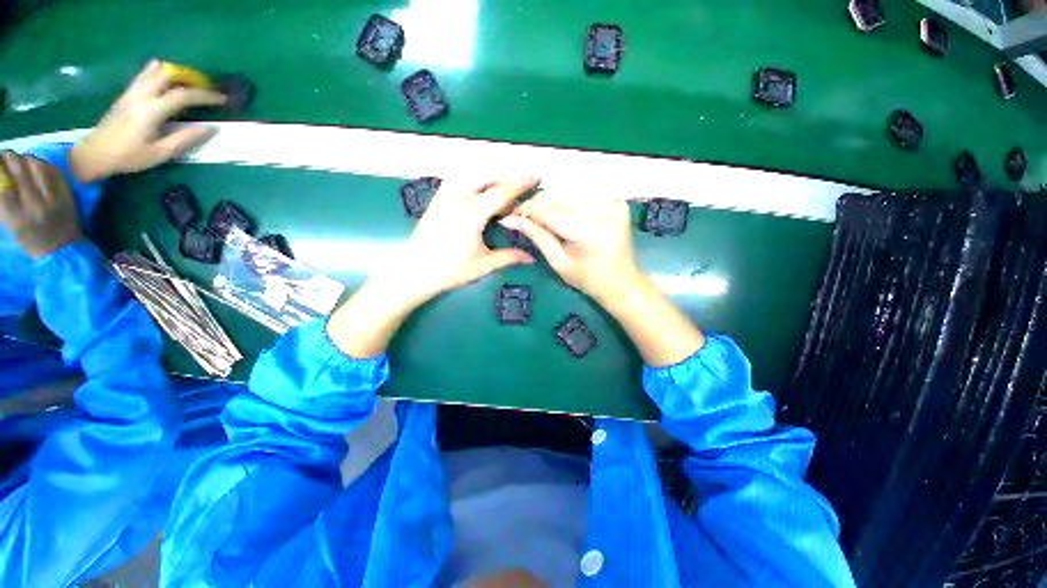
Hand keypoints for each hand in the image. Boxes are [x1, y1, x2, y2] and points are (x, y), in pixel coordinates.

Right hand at [0, 152, 81, 258]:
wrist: (62, 248)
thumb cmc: (29, 238)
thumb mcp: (9, 222)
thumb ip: (2, 200)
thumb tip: (1, 175)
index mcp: (16, 215)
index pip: (2, 180)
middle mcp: (34, 203)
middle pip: (18, 168)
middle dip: (8, 157)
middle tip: (4, 156)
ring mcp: (52, 197)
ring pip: (35, 163)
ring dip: (24, 158)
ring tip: (20, 160)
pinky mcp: (66, 192)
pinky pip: (51, 169)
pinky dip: (40, 162)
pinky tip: (34, 164)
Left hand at [69, 60, 226, 182]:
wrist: (94, 154)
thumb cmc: (129, 156)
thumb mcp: (160, 153)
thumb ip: (185, 139)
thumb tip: (210, 128)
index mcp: (152, 111)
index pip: (183, 96)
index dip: (205, 96)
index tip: (222, 99)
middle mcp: (142, 96)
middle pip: (168, 75)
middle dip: (190, 78)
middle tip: (206, 87)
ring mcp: (132, 93)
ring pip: (155, 70)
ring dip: (175, 72)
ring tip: (189, 81)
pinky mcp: (126, 94)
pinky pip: (144, 75)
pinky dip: (159, 72)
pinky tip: (166, 77)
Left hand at [326, 178, 538, 357]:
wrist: (413, 272)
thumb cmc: (449, 270)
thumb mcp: (483, 264)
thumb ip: (508, 257)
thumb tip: (530, 257)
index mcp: (472, 214)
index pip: (501, 192)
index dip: (520, 184)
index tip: (535, 178)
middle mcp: (457, 199)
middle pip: (486, 179)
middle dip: (505, 181)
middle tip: (518, 193)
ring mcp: (443, 198)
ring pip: (469, 177)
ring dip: (487, 180)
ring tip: (497, 194)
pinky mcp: (435, 202)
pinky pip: (454, 182)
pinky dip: (469, 182)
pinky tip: (474, 194)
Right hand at [505, 193, 641, 303]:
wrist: (622, 282)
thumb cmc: (589, 280)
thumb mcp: (559, 262)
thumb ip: (537, 236)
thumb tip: (511, 220)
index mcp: (593, 233)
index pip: (552, 212)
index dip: (528, 210)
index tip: (511, 214)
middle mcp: (606, 211)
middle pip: (560, 196)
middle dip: (537, 203)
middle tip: (521, 214)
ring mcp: (614, 202)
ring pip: (570, 190)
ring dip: (550, 200)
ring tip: (537, 213)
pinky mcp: (617, 200)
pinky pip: (583, 193)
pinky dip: (566, 200)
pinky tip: (557, 211)